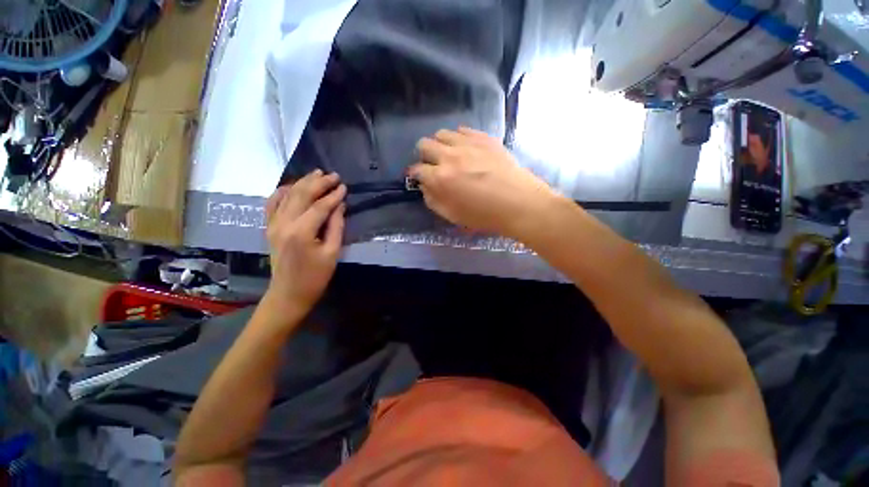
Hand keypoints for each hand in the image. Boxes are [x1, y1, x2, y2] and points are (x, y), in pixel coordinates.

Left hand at [262, 170, 346, 319]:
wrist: (289, 293)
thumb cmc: (315, 276)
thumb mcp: (332, 252)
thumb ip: (336, 226)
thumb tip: (340, 206)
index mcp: (301, 232)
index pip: (320, 206)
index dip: (333, 195)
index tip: (345, 187)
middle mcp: (284, 223)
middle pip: (302, 195)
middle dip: (319, 183)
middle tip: (334, 175)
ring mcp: (273, 224)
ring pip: (288, 195)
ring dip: (303, 183)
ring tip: (317, 174)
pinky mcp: (270, 228)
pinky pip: (272, 204)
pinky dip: (282, 192)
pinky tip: (291, 186)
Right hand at [408, 127, 562, 238]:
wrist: (519, 203)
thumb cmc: (484, 215)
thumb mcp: (452, 215)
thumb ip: (433, 200)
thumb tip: (425, 186)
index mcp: (440, 178)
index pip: (416, 170)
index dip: (415, 175)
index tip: (419, 178)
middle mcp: (450, 156)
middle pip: (424, 145)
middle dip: (424, 156)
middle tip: (433, 165)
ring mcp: (468, 144)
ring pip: (442, 133)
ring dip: (440, 144)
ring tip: (449, 155)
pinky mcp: (484, 138)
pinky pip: (463, 130)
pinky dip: (458, 138)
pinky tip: (465, 148)